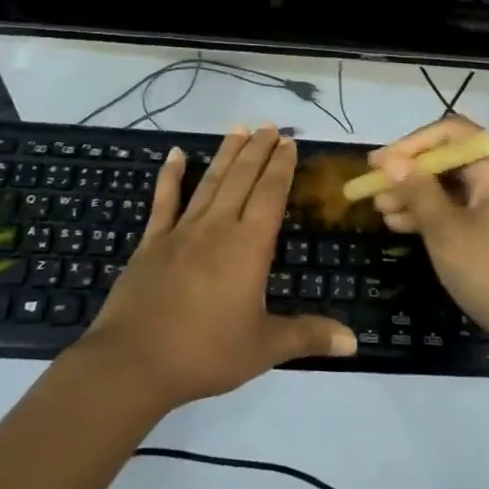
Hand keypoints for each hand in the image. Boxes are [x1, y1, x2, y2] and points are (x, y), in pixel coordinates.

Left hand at [80, 126, 355, 407]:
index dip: (281, 167)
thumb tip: (355, 342)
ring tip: (238, 128)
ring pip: (210, 182)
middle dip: (258, 150)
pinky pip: (164, 201)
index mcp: (249, 246)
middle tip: (269, 126)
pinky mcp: (152, 242)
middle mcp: (218, 227)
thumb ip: (308, 336)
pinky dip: (171, 176)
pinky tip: (176, 154)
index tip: (289, 142)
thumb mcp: (264, 348)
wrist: (134, 361)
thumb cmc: (206, 352)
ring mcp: (182, 231)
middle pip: (242, 178)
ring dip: (226, 154)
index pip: (270, 194)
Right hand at [370, 115, 488, 364]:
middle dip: (411, 173)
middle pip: (452, 161)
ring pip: (455, 190)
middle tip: (375, 190)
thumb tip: (389, 158)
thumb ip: (417, 190)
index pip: (452, 133)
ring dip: (418, 196)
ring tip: (381, 211)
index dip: (412, 143)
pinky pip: (463, 212)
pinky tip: (403, 227)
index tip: (380, 163)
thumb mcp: (446, 231)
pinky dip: (435, 216)